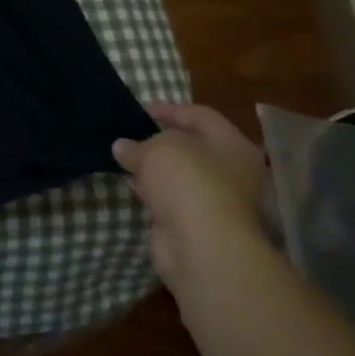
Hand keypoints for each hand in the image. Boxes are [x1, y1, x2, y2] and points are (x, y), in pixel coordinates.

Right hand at [116, 102, 268, 292]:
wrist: (199, 246)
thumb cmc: (188, 181)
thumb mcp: (157, 147)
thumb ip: (138, 143)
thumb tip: (123, 147)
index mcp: (233, 146)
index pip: (200, 116)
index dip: (170, 109)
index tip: (139, 109)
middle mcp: (230, 172)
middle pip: (190, 147)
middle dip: (158, 140)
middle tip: (128, 133)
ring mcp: (212, 200)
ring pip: (177, 175)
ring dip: (152, 167)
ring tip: (121, 156)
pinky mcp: (193, 223)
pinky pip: (168, 198)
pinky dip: (150, 190)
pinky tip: (129, 183)